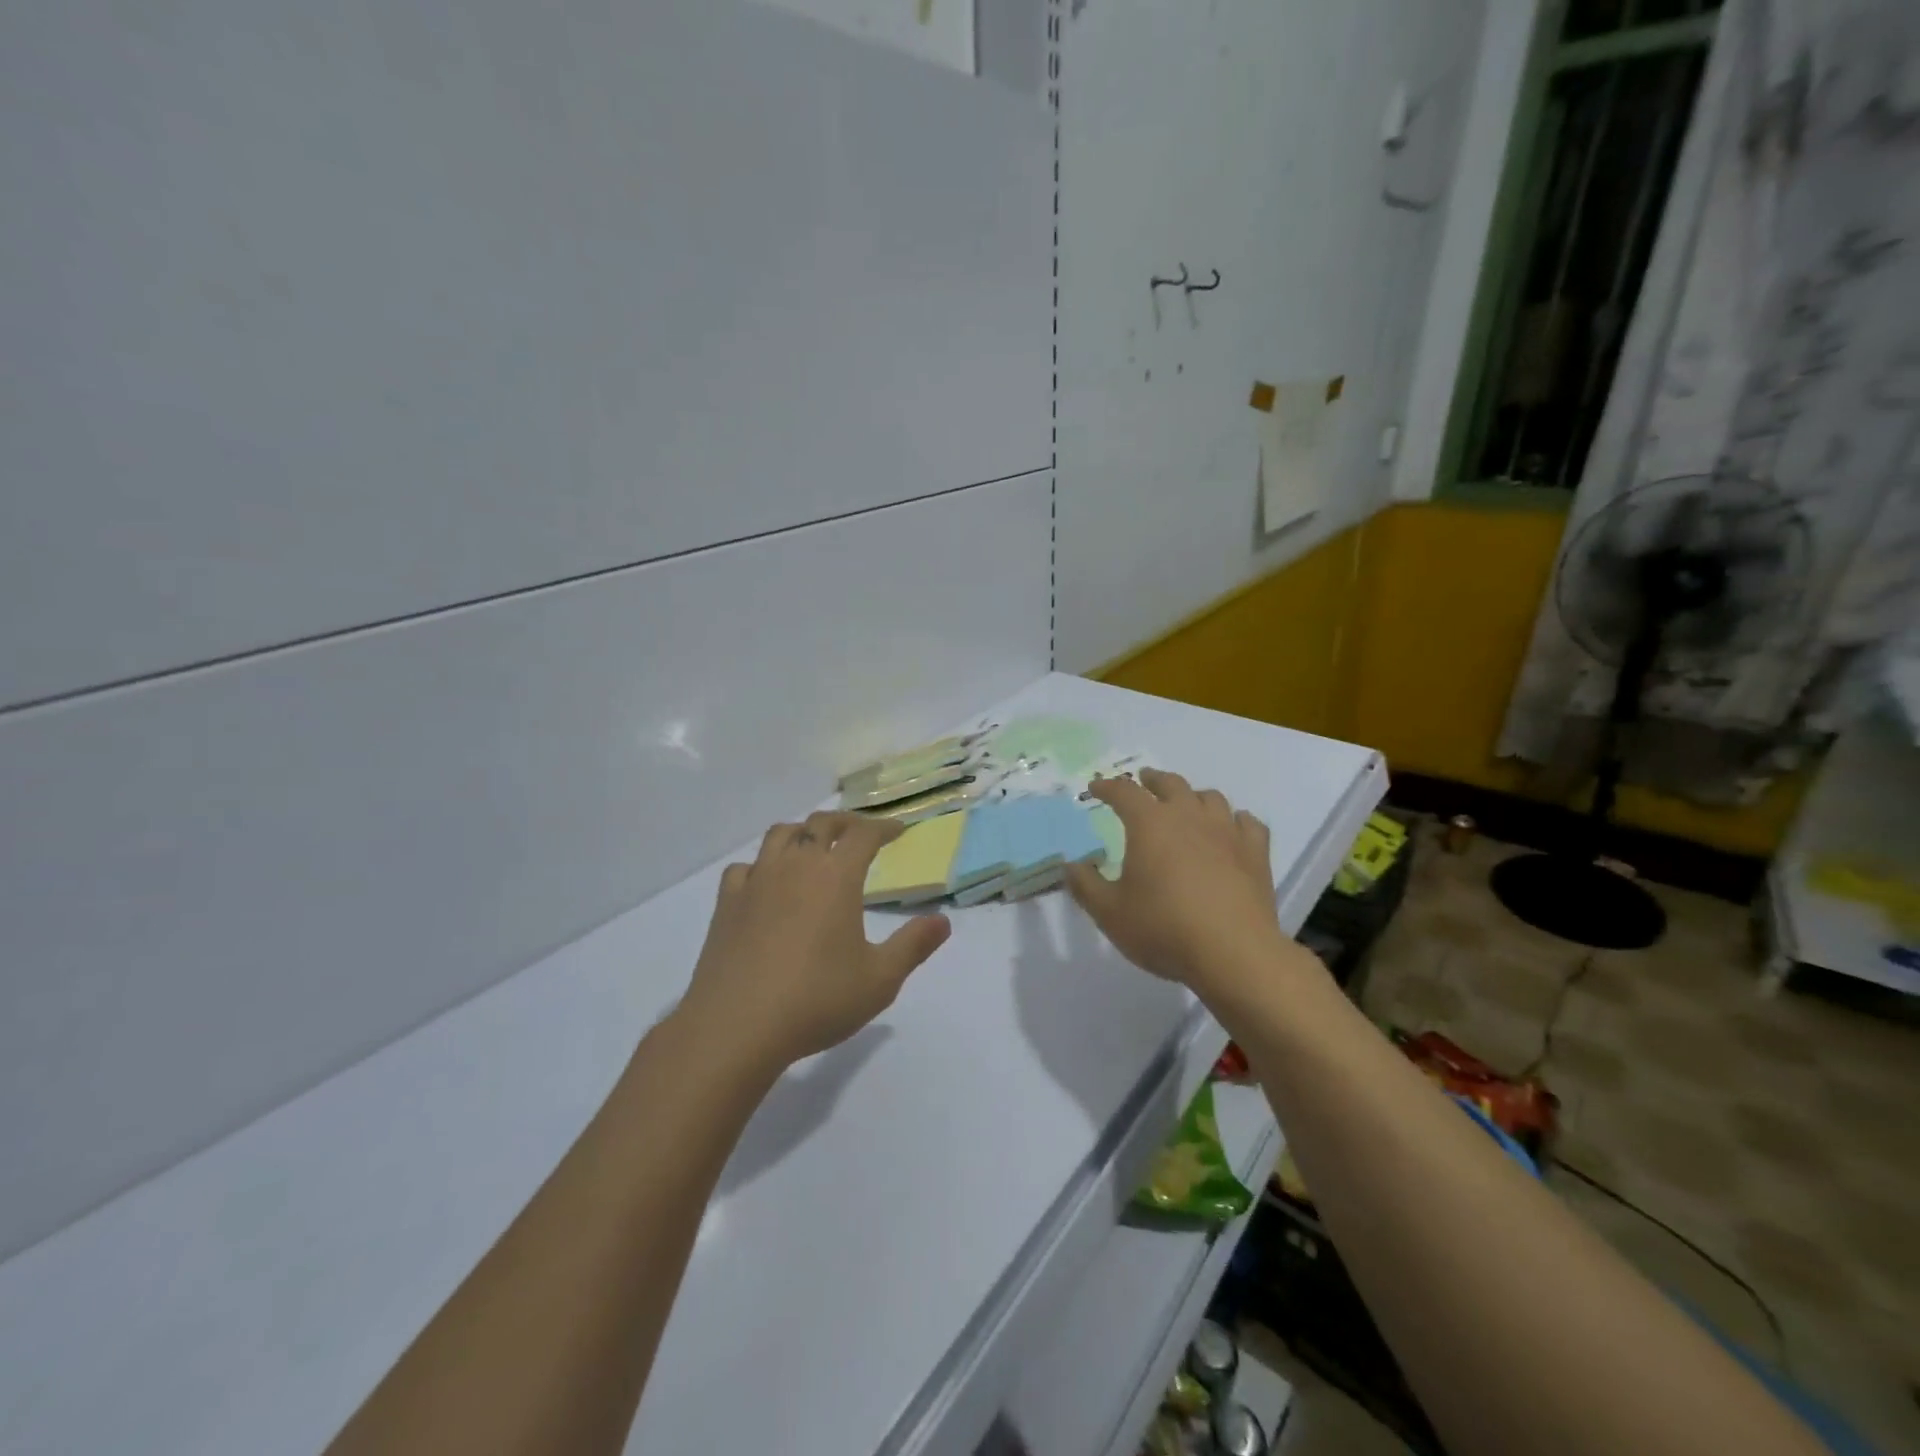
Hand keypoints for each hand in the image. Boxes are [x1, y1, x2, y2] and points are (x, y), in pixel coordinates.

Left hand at [676, 812, 951, 1070]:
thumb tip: (943, 921)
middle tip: (860, 834)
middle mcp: (796, 866)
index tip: (897, 831)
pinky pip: (744, 867)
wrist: (736, 1026)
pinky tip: (765, 883)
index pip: (863, 834)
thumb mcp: (880, 979)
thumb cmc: (817, 1000)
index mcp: (836, 876)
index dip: (883, 827)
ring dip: (802, 833)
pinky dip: (761, 865)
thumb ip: (913, 945)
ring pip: (780, 835)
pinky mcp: (727, 903)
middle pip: (821, 825)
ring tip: (813, 847)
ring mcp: (756, 881)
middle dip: (845, 824)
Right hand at [1064, 770, 1288, 995]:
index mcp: (1149, 824)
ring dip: (1193, 796)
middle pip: (1170, 784)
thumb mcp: (1109, 913)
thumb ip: (1086, 885)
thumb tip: (1071, 865)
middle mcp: (1188, 816)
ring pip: (1210, 798)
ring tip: (1187, 804)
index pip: (1124, 792)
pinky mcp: (1256, 853)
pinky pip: (1248, 823)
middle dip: (1153, 780)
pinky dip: (1235, 820)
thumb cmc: (1163, 928)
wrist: (1233, 953)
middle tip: (1144, 781)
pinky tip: (1232, 829)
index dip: (1107, 787)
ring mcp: (1226, 832)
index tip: (1096, 788)